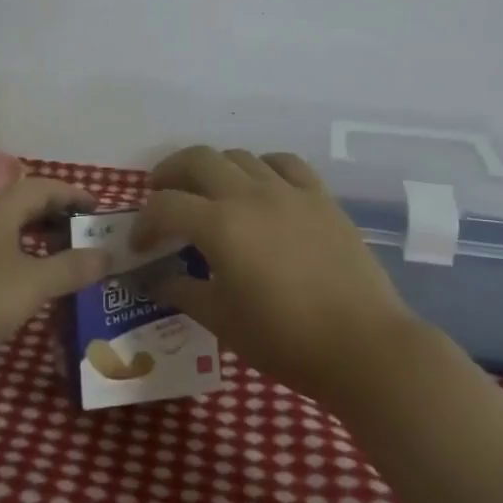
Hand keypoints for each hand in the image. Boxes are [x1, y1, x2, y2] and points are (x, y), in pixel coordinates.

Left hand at [0, 178, 111, 355]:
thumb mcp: (33, 284)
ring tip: (58, 254)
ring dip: (34, 235)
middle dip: (55, 214)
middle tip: (82, 231)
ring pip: (5, 226)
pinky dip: (15, 252)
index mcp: (0, 210)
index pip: (43, 188)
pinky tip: (22, 277)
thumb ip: (71, 268)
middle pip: (22, 204)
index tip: (98, 208)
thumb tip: (106, 255)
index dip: (73, 194)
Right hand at [133, 146, 420, 403]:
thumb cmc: (285, 339)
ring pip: (239, 156)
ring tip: (208, 191)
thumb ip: (183, 292)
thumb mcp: (222, 321)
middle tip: (161, 195)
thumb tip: (156, 281)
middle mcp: (250, 194)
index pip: (165, 207)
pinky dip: (262, 167)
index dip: (143, 223)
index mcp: (220, 225)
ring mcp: (289, 191)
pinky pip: (285, 163)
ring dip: (214, 168)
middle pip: (197, 159)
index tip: (140, 247)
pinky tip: (261, 185)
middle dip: (170, 173)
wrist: (363, 346)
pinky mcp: (321, 197)